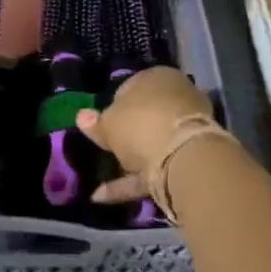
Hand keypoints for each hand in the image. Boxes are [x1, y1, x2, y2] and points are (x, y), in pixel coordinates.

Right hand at [75, 67, 215, 204]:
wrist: (182, 157)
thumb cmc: (141, 124)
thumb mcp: (109, 122)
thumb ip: (96, 123)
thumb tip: (82, 116)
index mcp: (159, 77)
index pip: (132, 85)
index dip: (114, 103)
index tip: (101, 121)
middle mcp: (178, 98)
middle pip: (148, 114)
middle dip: (129, 130)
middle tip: (106, 145)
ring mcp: (186, 130)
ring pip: (154, 142)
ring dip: (132, 157)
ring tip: (104, 172)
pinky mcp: (188, 159)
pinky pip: (155, 167)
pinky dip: (131, 180)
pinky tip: (102, 195)